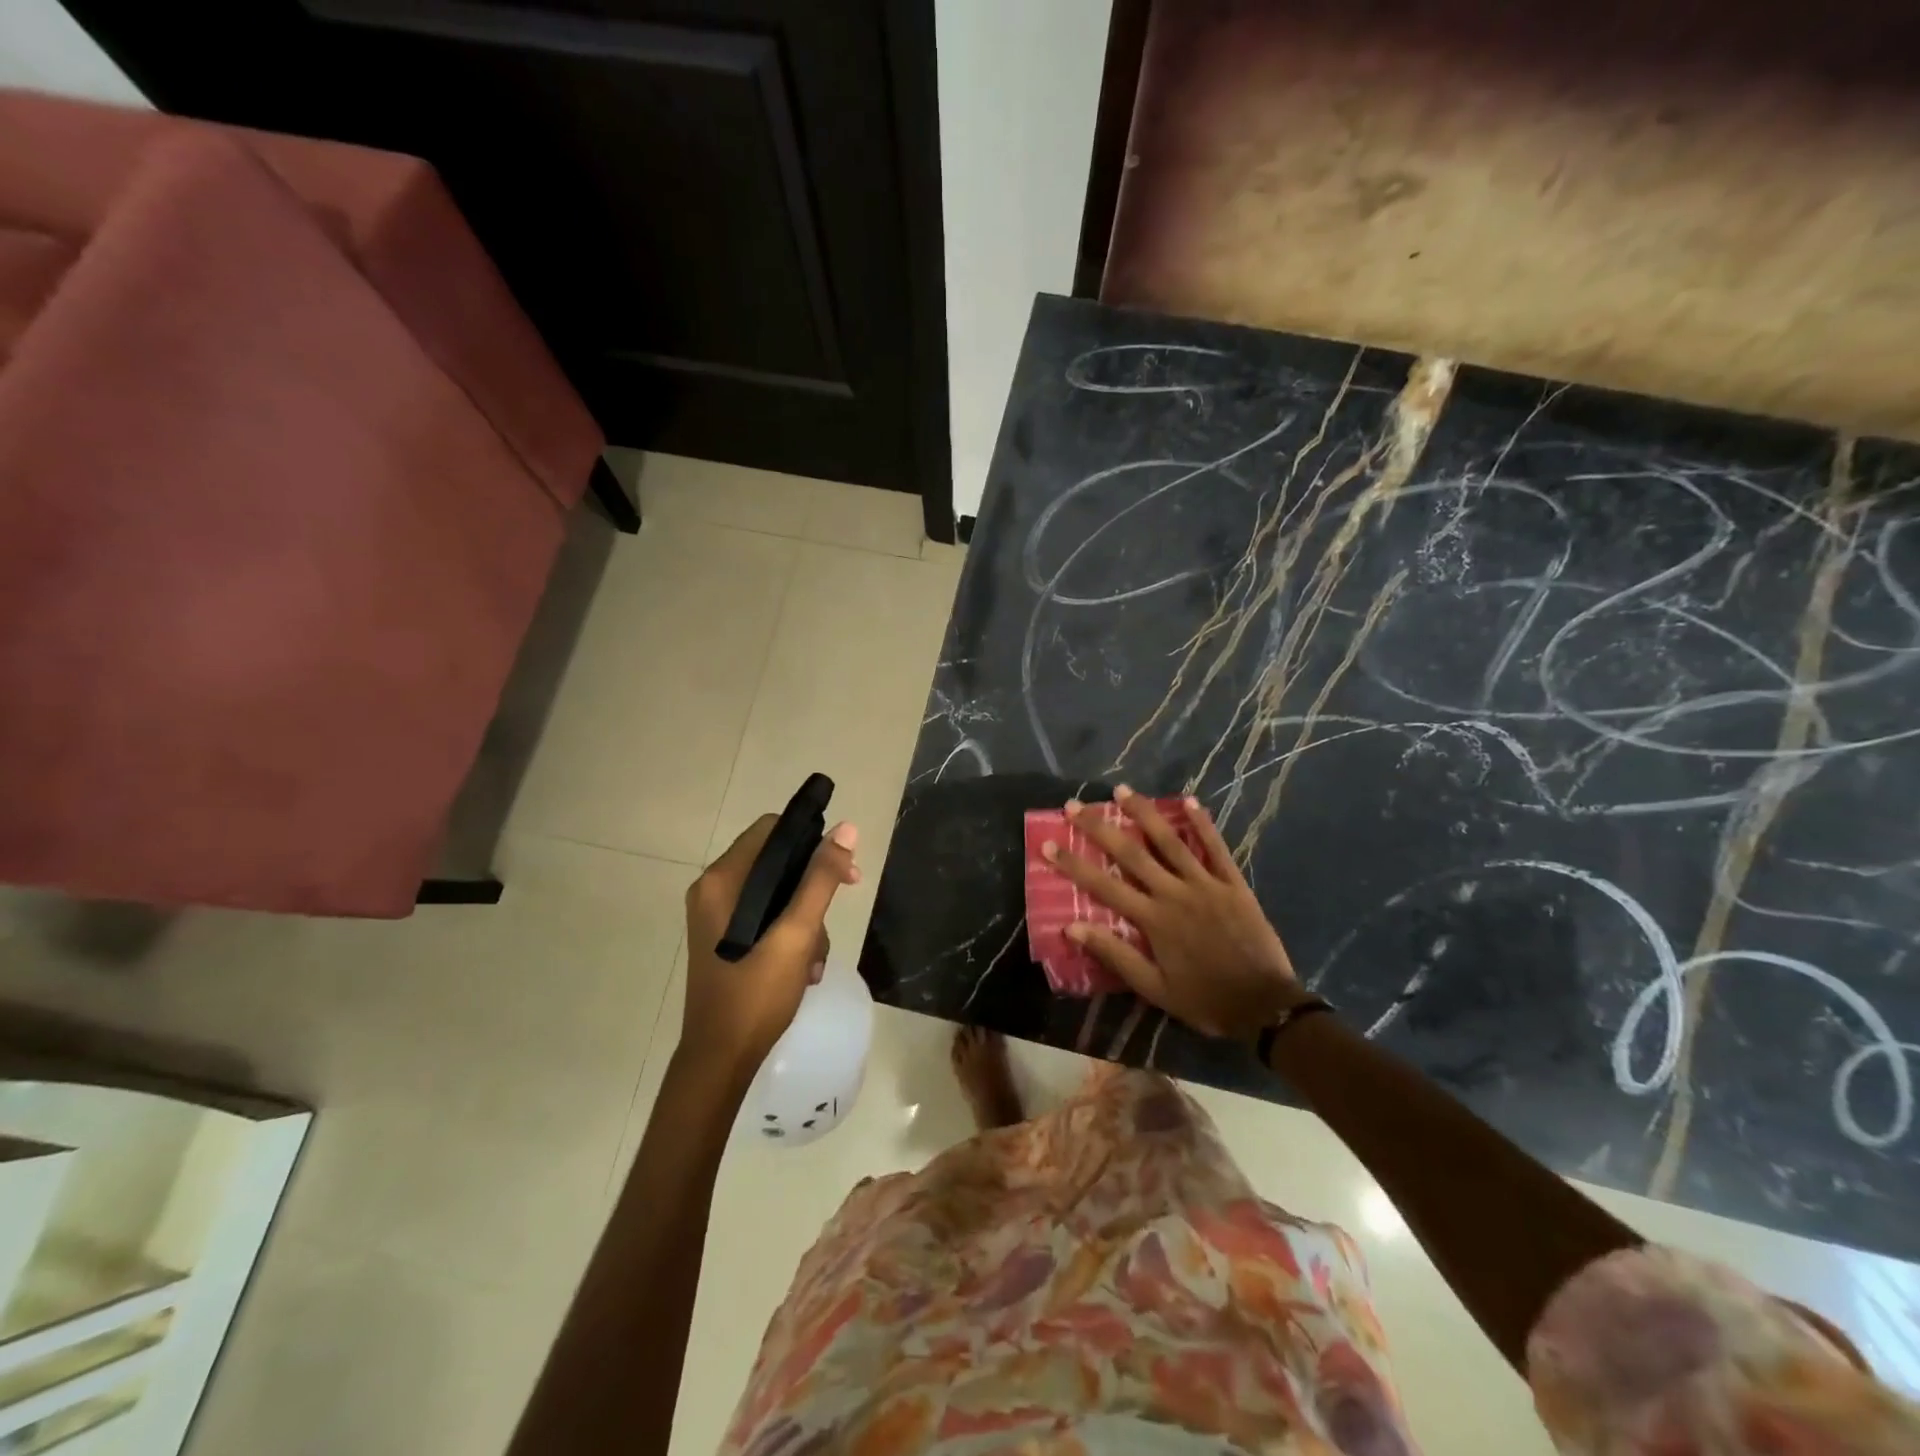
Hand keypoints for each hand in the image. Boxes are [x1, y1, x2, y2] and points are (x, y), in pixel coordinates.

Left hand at [681, 815, 860, 1077]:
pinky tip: (805, 968)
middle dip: (814, 885)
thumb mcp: (797, 933)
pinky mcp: (726, 938)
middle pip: (777, 861)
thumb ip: (820, 879)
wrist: (720, 1060)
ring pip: (777, 892)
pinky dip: (791, 934)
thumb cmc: (756, 993)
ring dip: (807, 919)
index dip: (812, 840)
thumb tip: (846, 829)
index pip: (772, 829)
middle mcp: (714, 890)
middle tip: (847, 897)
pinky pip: (767, 916)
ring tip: (815, 959)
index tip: (844, 868)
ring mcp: (717, 916)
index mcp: (721, 880)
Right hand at [1042, 787, 1301, 1038]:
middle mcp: (1175, 893)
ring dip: (1144, 813)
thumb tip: (1072, 928)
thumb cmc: (1204, 999)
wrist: (1265, 1006)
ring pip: (1170, 841)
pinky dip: (1203, 823)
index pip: (1103, 885)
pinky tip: (1190, 801)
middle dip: (1099, 828)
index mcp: (1153, 919)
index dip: (1074, 864)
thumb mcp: (1154, 988)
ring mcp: (1206, 884)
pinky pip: (1216, 848)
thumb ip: (1115, 955)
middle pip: (1131, 853)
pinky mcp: (1234, 884)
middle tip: (1075, 806)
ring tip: (1123, 790)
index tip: (1049, 844)